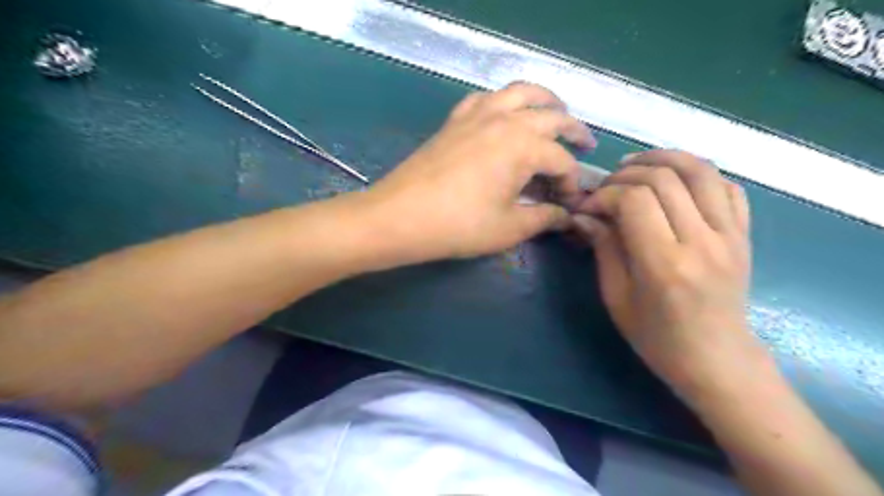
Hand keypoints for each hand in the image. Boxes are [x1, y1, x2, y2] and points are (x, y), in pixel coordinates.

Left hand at [356, 82, 591, 267]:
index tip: (569, 204)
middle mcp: (505, 120)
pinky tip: (504, 115)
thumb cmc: (459, 225)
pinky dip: (502, 101)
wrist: (400, 216)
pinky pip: (485, 98)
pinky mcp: (455, 120)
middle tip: (586, 144)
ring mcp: (477, 115)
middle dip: (573, 131)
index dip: (571, 183)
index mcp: (523, 146)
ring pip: (520, 92)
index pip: (561, 161)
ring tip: (555, 113)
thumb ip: (544, 219)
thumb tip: (565, 217)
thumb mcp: (509, 228)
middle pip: (551, 116)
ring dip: (544, 101)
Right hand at [574, 150, 759, 399]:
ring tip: (635, 165)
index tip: (587, 207)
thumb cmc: (657, 338)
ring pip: (699, 170)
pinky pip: (726, 186)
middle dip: (625, 174)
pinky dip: (697, 174)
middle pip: (663, 178)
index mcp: (665, 264)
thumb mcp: (617, 297)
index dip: (604, 194)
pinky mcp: (744, 234)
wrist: (717, 360)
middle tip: (606, 189)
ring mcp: (730, 235)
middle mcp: (702, 241)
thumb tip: (584, 215)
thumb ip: (604, 248)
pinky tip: (674, 183)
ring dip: (663, 158)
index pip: (634, 200)